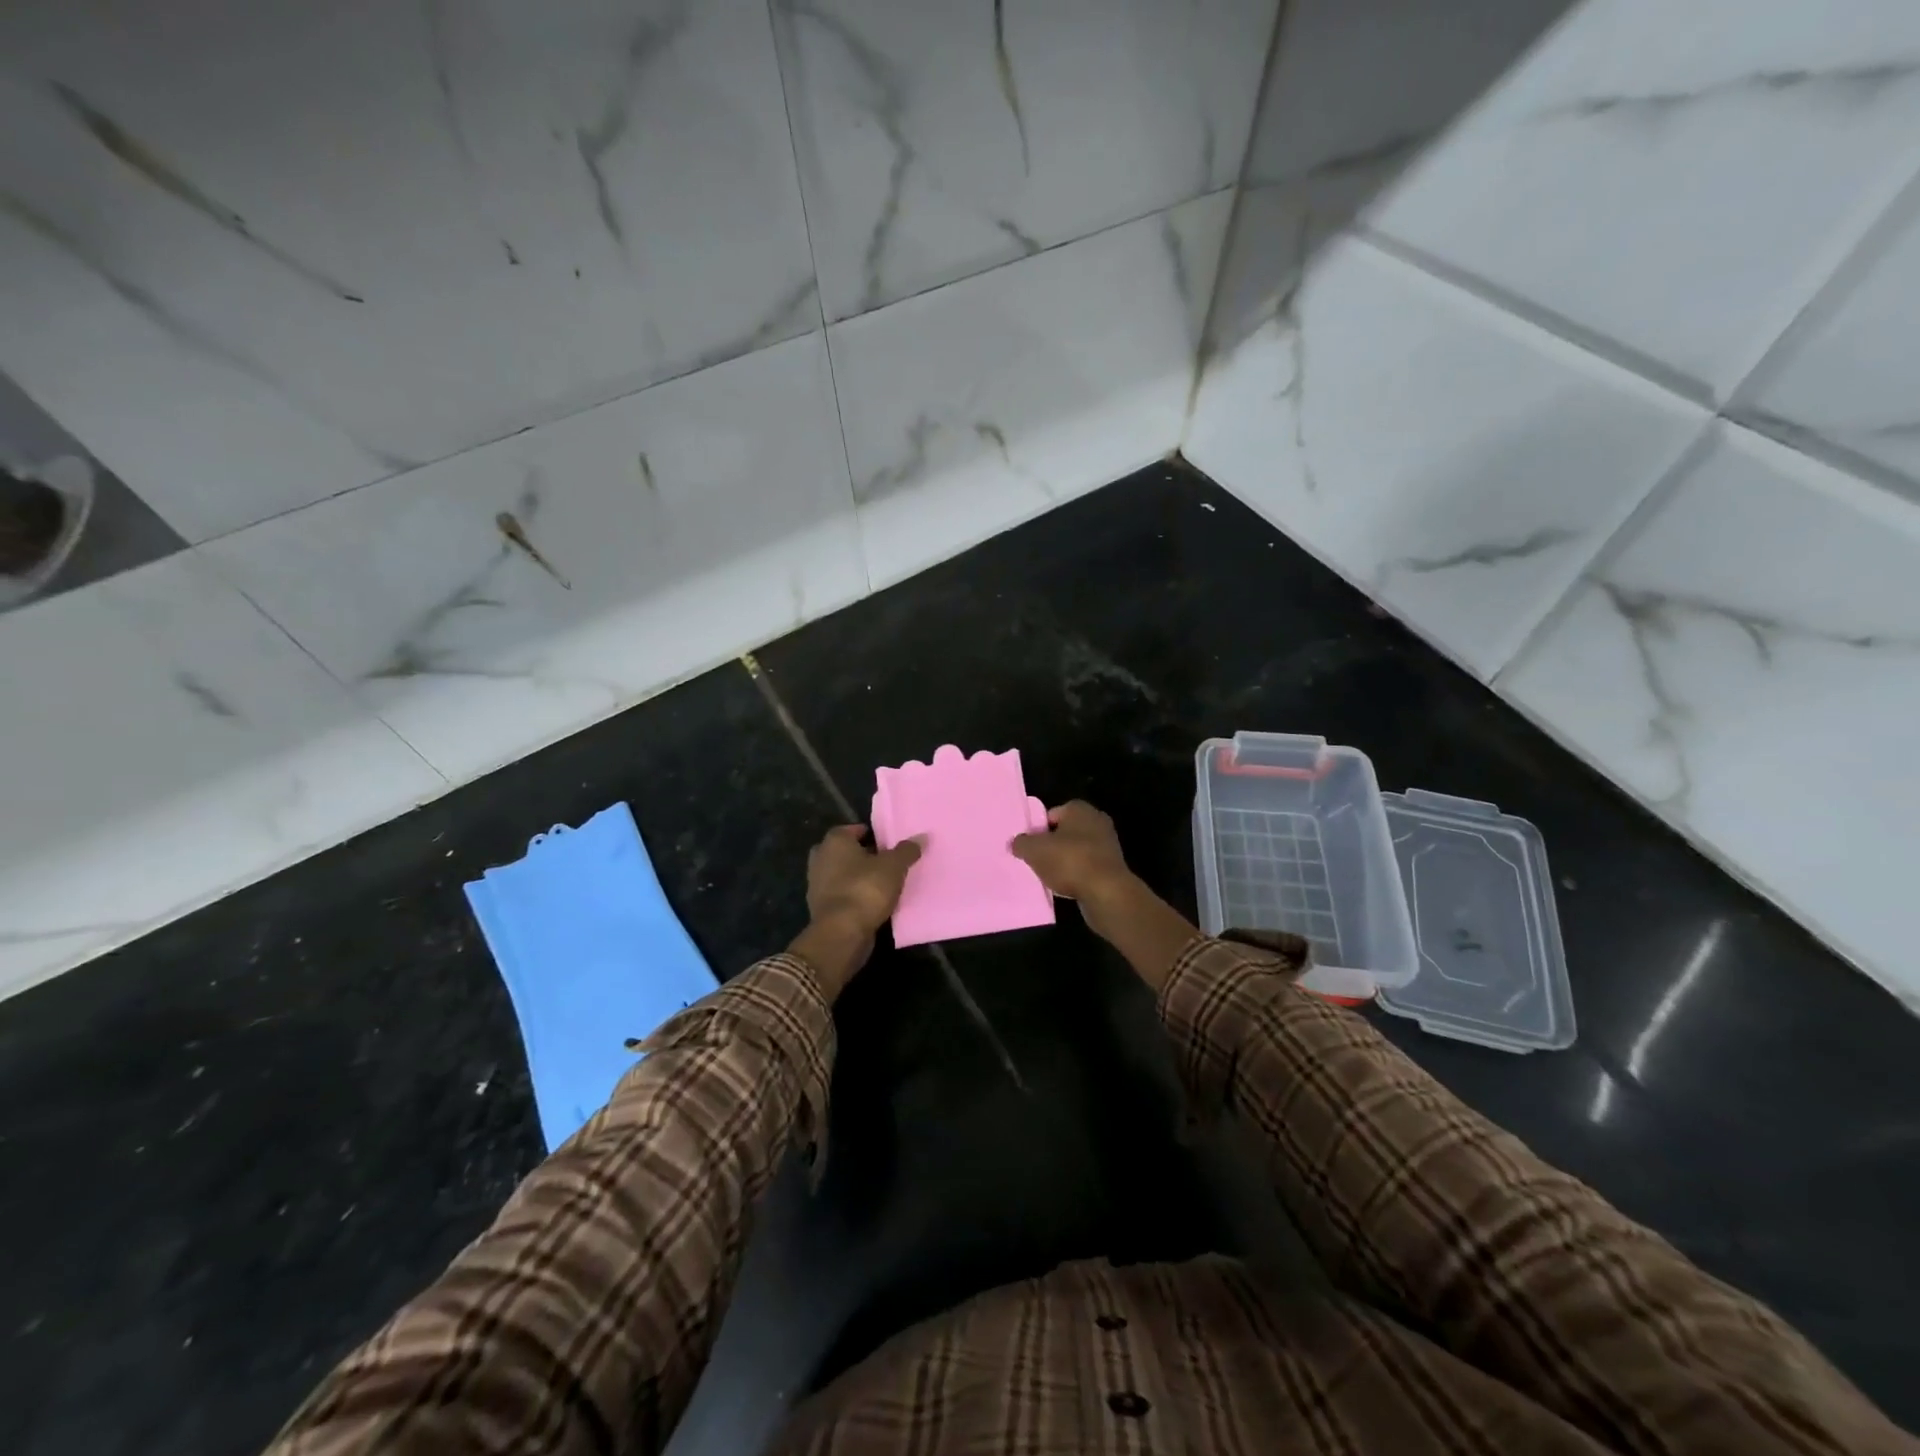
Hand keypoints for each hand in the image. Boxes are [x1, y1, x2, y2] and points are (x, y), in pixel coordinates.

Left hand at [789, 825, 921, 997]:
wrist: (842, 933)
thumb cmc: (866, 889)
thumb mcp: (894, 866)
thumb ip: (907, 850)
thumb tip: (921, 837)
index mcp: (834, 841)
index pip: (853, 830)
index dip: (872, 835)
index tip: (889, 844)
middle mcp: (820, 858)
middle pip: (846, 852)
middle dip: (864, 856)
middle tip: (886, 862)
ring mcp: (816, 884)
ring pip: (842, 874)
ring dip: (858, 877)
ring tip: (883, 883)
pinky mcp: (820, 907)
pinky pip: (841, 894)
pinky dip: (853, 895)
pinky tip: (871, 902)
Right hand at [1010, 800, 1133, 904]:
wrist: (1106, 892)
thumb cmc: (1069, 861)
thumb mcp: (1034, 850)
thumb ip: (1021, 843)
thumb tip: (1016, 842)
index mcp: (1079, 809)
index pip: (1051, 814)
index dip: (1037, 829)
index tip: (1028, 846)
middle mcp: (1096, 821)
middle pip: (1064, 832)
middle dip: (1050, 845)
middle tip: (1035, 860)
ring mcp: (1107, 844)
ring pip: (1075, 850)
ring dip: (1063, 862)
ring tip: (1048, 876)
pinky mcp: (1112, 866)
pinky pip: (1086, 867)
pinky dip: (1076, 875)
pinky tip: (1065, 887)